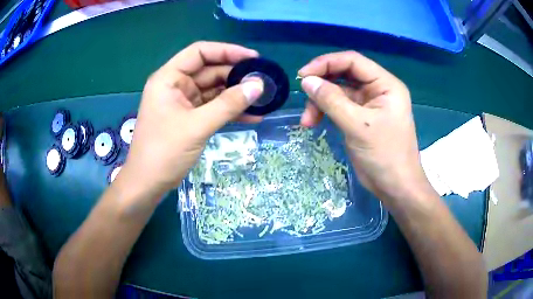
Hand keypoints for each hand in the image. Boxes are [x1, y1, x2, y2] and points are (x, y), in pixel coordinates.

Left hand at [119, 41, 263, 201]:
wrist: (148, 184)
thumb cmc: (164, 152)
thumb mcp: (197, 126)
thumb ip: (228, 104)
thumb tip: (259, 85)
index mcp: (169, 78)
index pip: (200, 52)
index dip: (227, 51)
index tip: (253, 58)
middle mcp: (175, 85)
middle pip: (209, 70)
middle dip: (236, 75)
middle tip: (263, 81)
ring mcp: (182, 102)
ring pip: (214, 90)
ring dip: (236, 95)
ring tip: (263, 98)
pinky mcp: (189, 118)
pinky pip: (213, 108)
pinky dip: (230, 111)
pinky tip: (252, 116)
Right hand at [298, 51, 429, 202]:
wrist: (395, 187)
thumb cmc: (384, 155)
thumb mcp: (357, 125)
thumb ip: (331, 100)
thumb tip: (306, 81)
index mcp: (385, 84)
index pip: (353, 61)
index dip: (326, 63)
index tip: (303, 75)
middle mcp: (378, 89)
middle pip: (344, 75)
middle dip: (322, 85)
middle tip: (304, 97)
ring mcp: (369, 104)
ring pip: (339, 92)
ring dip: (320, 102)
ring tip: (308, 121)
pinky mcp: (361, 118)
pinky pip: (339, 106)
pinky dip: (325, 112)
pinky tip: (314, 122)